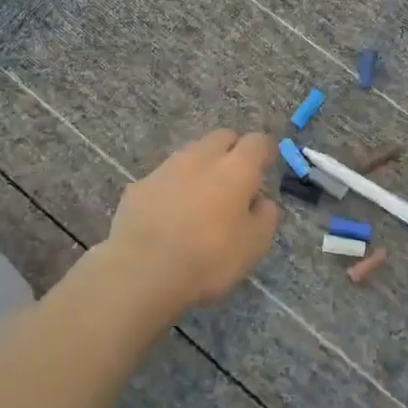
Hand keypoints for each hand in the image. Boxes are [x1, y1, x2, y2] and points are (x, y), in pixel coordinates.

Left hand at [107, 130, 280, 309]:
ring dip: (201, 165)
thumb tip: (262, 201)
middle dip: (232, 149)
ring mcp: (167, 168)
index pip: (257, 141)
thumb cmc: (208, 259)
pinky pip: (164, 176)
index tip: (267, 165)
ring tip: (201, 195)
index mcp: (235, 169)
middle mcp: (201, 158)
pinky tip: (169, 212)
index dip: (265, 150)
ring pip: (191, 153)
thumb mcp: (254, 246)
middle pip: (222, 136)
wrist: (143, 270)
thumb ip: (265, 216)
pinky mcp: (140, 184)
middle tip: (235, 177)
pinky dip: (173, 186)